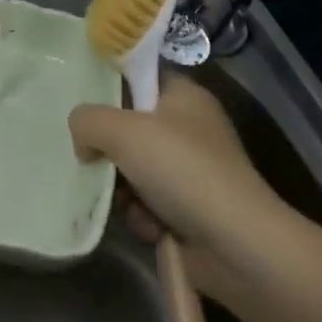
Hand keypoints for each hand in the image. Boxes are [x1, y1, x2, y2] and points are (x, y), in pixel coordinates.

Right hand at [69, 72, 287, 263]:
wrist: (239, 247)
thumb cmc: (182, 169)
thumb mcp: (122, 131)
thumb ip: (88, 120)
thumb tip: (82, 140)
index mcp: (184, 95)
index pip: (141, 74)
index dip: (111, 82)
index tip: (83, 98)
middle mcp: (191, 129)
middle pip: (131, 126)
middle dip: (110, 148)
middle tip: (93, 157)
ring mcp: (193, 172)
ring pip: (135, 169)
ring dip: (124, 189)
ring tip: (127, 202)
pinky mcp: (193, 211)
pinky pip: (149, 204)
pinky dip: (143, 215)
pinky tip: (150, 226)